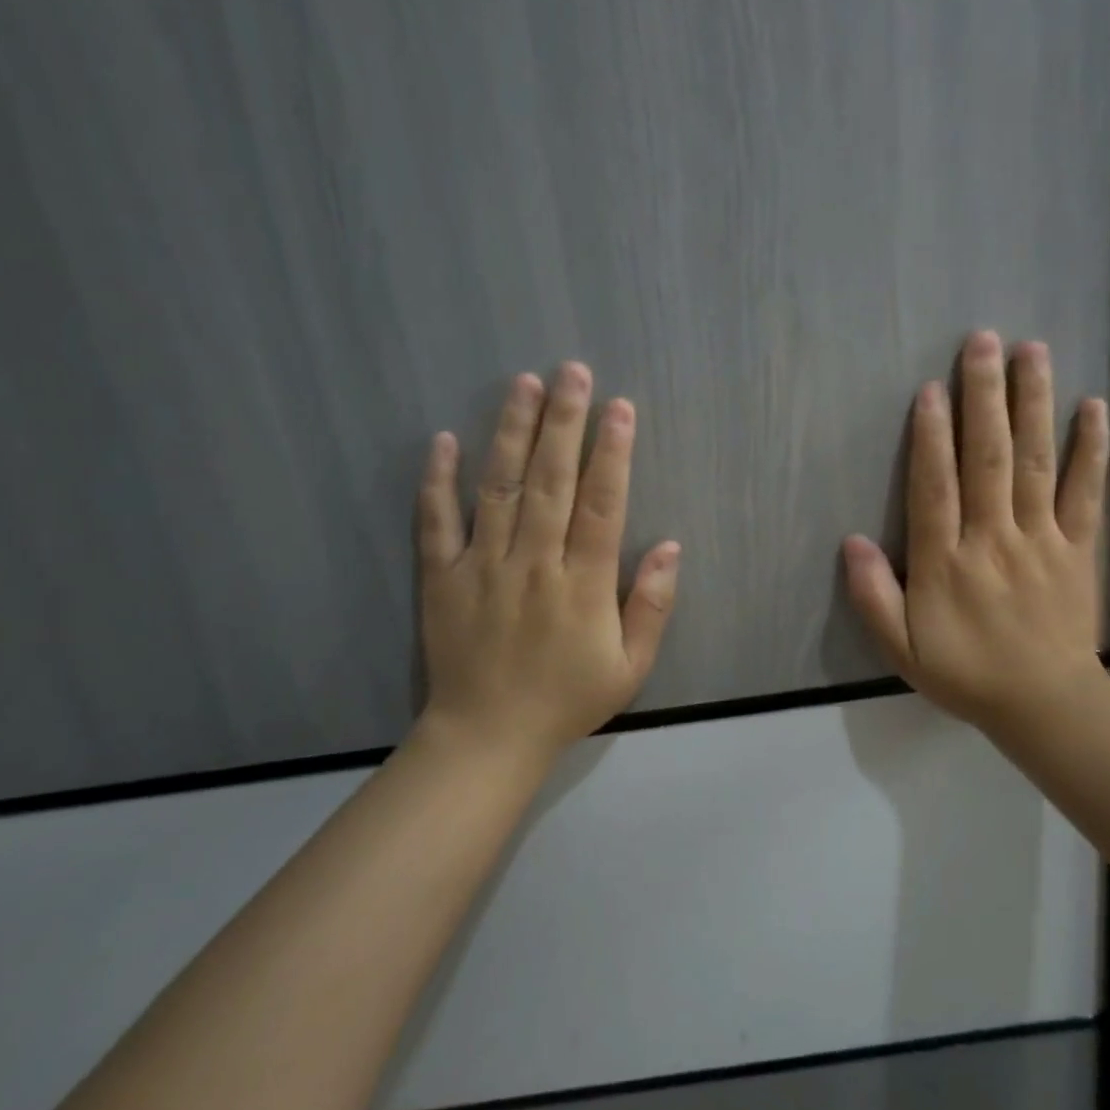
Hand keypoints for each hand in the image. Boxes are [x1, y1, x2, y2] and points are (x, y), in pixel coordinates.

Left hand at [417, 362, 680, 760]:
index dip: (613, 454)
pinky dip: (438, 482)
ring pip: (499, 489)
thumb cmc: (566, 700)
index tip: (619, 408)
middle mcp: (534, 564)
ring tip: (522, 384)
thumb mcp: (630, 667)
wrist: (486, 738)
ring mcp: (484, 567)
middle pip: (551, 482)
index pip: (602, 506)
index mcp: (583, 585)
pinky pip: (438, 523)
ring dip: (511, 433)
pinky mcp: (443, 577)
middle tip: (571, 371)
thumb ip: (652, 606)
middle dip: (564, 422)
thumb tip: (672, 547)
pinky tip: (443, 440)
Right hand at [843, 331, 1109, 742]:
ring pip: (1034, 462)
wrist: (1046, 705)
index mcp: (946, 563)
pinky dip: (1090, 449)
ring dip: (1032, 405)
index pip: (935, 488)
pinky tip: (1093, 406)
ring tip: (1032, 352)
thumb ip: (873, 597)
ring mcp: (1041, 539)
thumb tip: (850, 542)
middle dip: (984, 397)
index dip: (931, 437)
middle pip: (987, 458)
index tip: (931, 389)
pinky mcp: (1078, 547)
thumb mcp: (902, 649)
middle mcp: (993, 539)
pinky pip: (1085, 492)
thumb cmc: (967, 674)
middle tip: (982, 342)